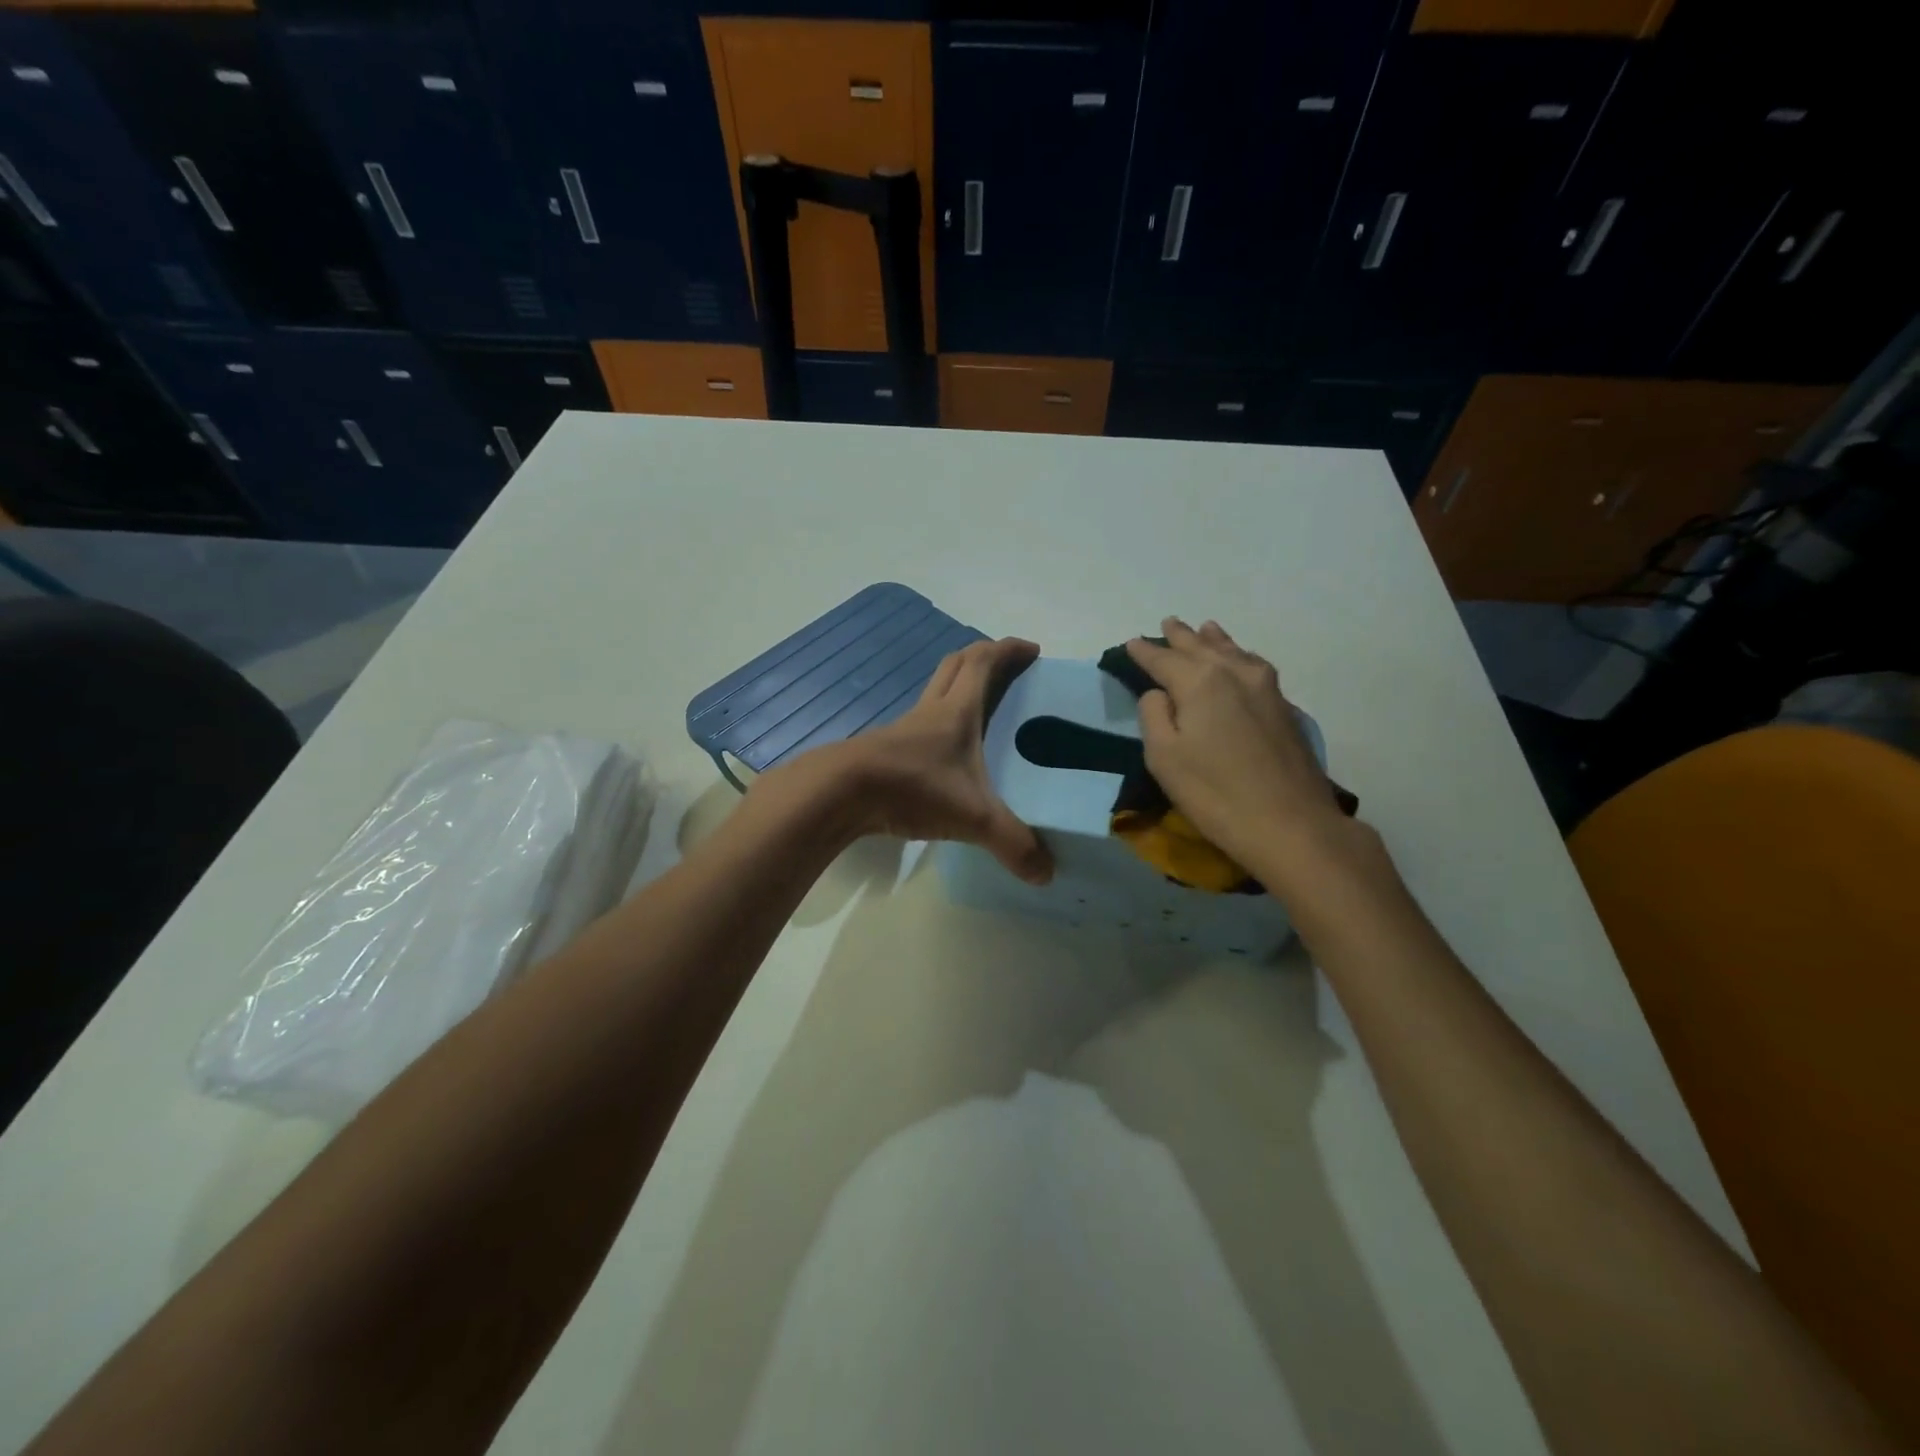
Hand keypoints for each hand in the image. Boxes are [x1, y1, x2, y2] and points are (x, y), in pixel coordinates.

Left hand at [838, 637, 1053, 884]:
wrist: (841, 792)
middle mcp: (930, 711)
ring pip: (933, 694)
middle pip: (956, 667)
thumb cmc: (913, 787)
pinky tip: (946, 757)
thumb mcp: (973, 816)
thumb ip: (1012, 843)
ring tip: (981, 714)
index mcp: (956, 711)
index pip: (984, 663)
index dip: (1008, 650)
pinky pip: (918, 727)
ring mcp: (903, 731)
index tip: (1031, 649)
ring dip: (957, 690)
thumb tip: (1046, 873)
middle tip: (1007, 670)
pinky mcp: (885, 752)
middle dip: (983, 659)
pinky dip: (937, 728)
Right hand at [1127, 619, 1349, 871]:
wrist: (1291, 824)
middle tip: (1167, 624)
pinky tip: (1239, 659)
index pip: (1163, 659)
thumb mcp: (1164, 757)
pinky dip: (1238, 655)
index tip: (1130, 644)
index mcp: (1200, 681)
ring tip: (1204, 628)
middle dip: (1180, 637)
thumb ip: (1154, 715)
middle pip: (1201, 647)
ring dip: (1213, 640)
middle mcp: (1234, 673)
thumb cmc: (1215, 793)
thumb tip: (1160, 693)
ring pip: (1233, 652)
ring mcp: (1266, 688)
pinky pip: (1253, 665)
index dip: (1144, 652)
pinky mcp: (1284, 707)